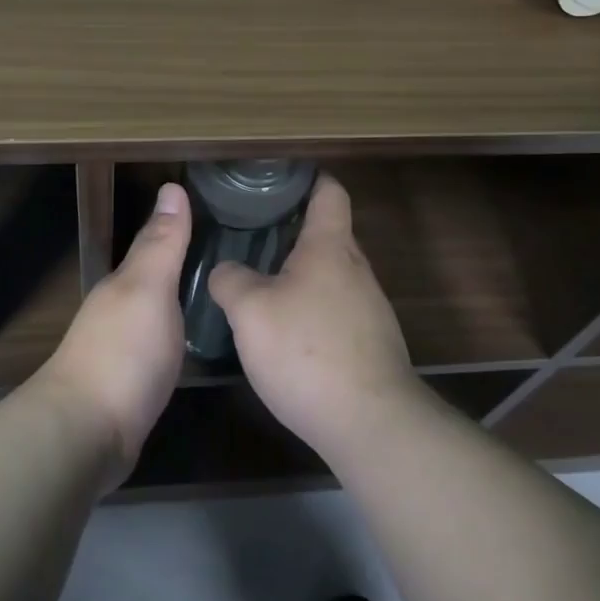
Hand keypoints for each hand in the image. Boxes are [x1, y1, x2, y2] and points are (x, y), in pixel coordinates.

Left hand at [38, 182, 190, 485]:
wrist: (86, 433)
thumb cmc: (123, 352)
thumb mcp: (148, 289)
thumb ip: (162, 244)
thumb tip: (171, 186)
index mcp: (124, 283)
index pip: (156, 245)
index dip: (182, 230)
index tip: (219, 217)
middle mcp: (119, 309)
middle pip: (155, 278)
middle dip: (185, 265)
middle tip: (232, 257)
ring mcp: (122, 348)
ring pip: (157, 311)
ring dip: (180, 300)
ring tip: (220, 295)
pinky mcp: (130, 383)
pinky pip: (159, 346)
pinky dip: (176, 335)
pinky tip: (195, 342)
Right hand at [210, 173, 420, 459]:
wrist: (371, 423)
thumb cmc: (307, 351)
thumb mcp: (250, 311)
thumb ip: (231, 280)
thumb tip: (227, 270)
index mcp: (330, 247)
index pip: (329, 192)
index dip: (309, 178)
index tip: (281, 177)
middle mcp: (357, 269)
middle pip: (330, 234)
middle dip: (295, 230)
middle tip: (253, 233)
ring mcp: (370, 308)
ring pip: (333, 275)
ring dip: (302, 274)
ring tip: (263, 283)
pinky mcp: (372, 344)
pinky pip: (338, 310)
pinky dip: (313, 309)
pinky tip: (288, 334)